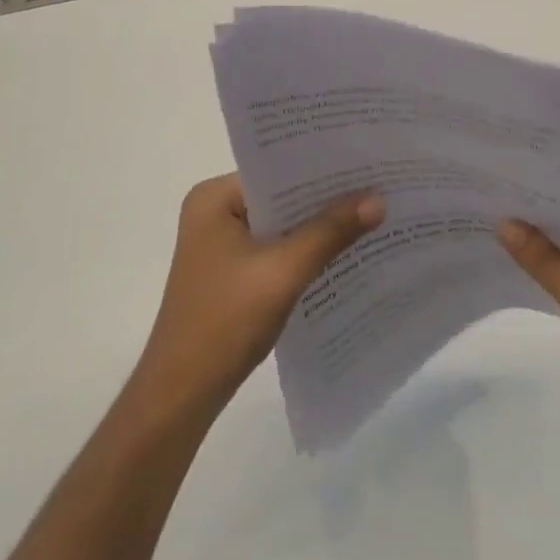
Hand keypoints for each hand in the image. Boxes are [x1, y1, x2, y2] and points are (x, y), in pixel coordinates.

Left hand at [132, 174, 384, 423]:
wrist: (181, 395)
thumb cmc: (224, 322)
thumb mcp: (283, 272)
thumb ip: (330, 232)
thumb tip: (378, 198)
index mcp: (213, 198)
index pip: (276, 169)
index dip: (321, 168)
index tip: (367, 163)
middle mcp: (214, 212)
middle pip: (280, 197)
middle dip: (324, 199)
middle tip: (379, 187)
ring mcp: (221, 244)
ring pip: (281, 225)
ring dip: (317, 228)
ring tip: (371, 215)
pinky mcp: (231, 272)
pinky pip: (275, 250)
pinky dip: (304, 252)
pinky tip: (342, 255)